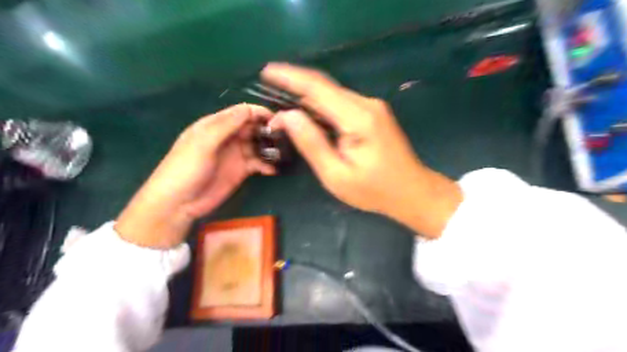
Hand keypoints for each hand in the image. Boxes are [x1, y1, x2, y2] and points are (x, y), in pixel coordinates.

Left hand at [117, 103, 274, 246]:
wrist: (179, 202)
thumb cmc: (186, 168)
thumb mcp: (203, 143)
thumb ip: (225, 125)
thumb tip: (249, 109)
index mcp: (215, 125)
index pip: (241, 113)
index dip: (258, 113)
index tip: (276, 119)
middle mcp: (228, 137)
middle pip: (252, 127)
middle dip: (267, 129)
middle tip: (284, 136)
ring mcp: (236, 154)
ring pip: (258, 145)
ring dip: (269, 147)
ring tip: (283, 152)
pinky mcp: (241, 170)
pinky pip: (258, 164)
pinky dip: (267, 165)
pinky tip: (273, 170)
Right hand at [260, 63, 458, 239]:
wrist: (412, 191)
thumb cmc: (374, 190)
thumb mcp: (336, 175)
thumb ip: (311, 143)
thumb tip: (287, 115)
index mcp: (358, 118)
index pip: (318, 88)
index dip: (290, 77)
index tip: (267, 72)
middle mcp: (366, 104)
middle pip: (324, 87)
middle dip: (295, 87)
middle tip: (270, 92)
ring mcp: (372, 107)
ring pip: (332, 94)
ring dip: (307, 97)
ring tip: (284, 104)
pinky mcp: (373, 113)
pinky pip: (341, 103)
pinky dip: (321, 106)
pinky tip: (309, 114)